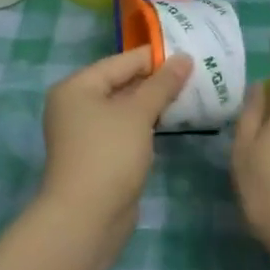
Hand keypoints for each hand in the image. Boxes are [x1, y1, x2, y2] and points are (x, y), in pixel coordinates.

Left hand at [38, 48, 191, 229]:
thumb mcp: (138, 114)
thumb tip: (184, 58)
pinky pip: (124, 129)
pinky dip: (145, 124)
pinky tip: (171, 121)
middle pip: (120, 84)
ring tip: (189, 93)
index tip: (189, 53)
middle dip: (155, 81)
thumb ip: (162, 84)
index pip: (119, 62)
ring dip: (152, 103)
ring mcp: (84, 133)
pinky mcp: (97, 155)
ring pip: (123, 109)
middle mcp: (75, 106)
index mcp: (76, 87)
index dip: (154, 57)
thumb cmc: (109, 154)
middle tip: (194, 73)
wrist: (87, 216)